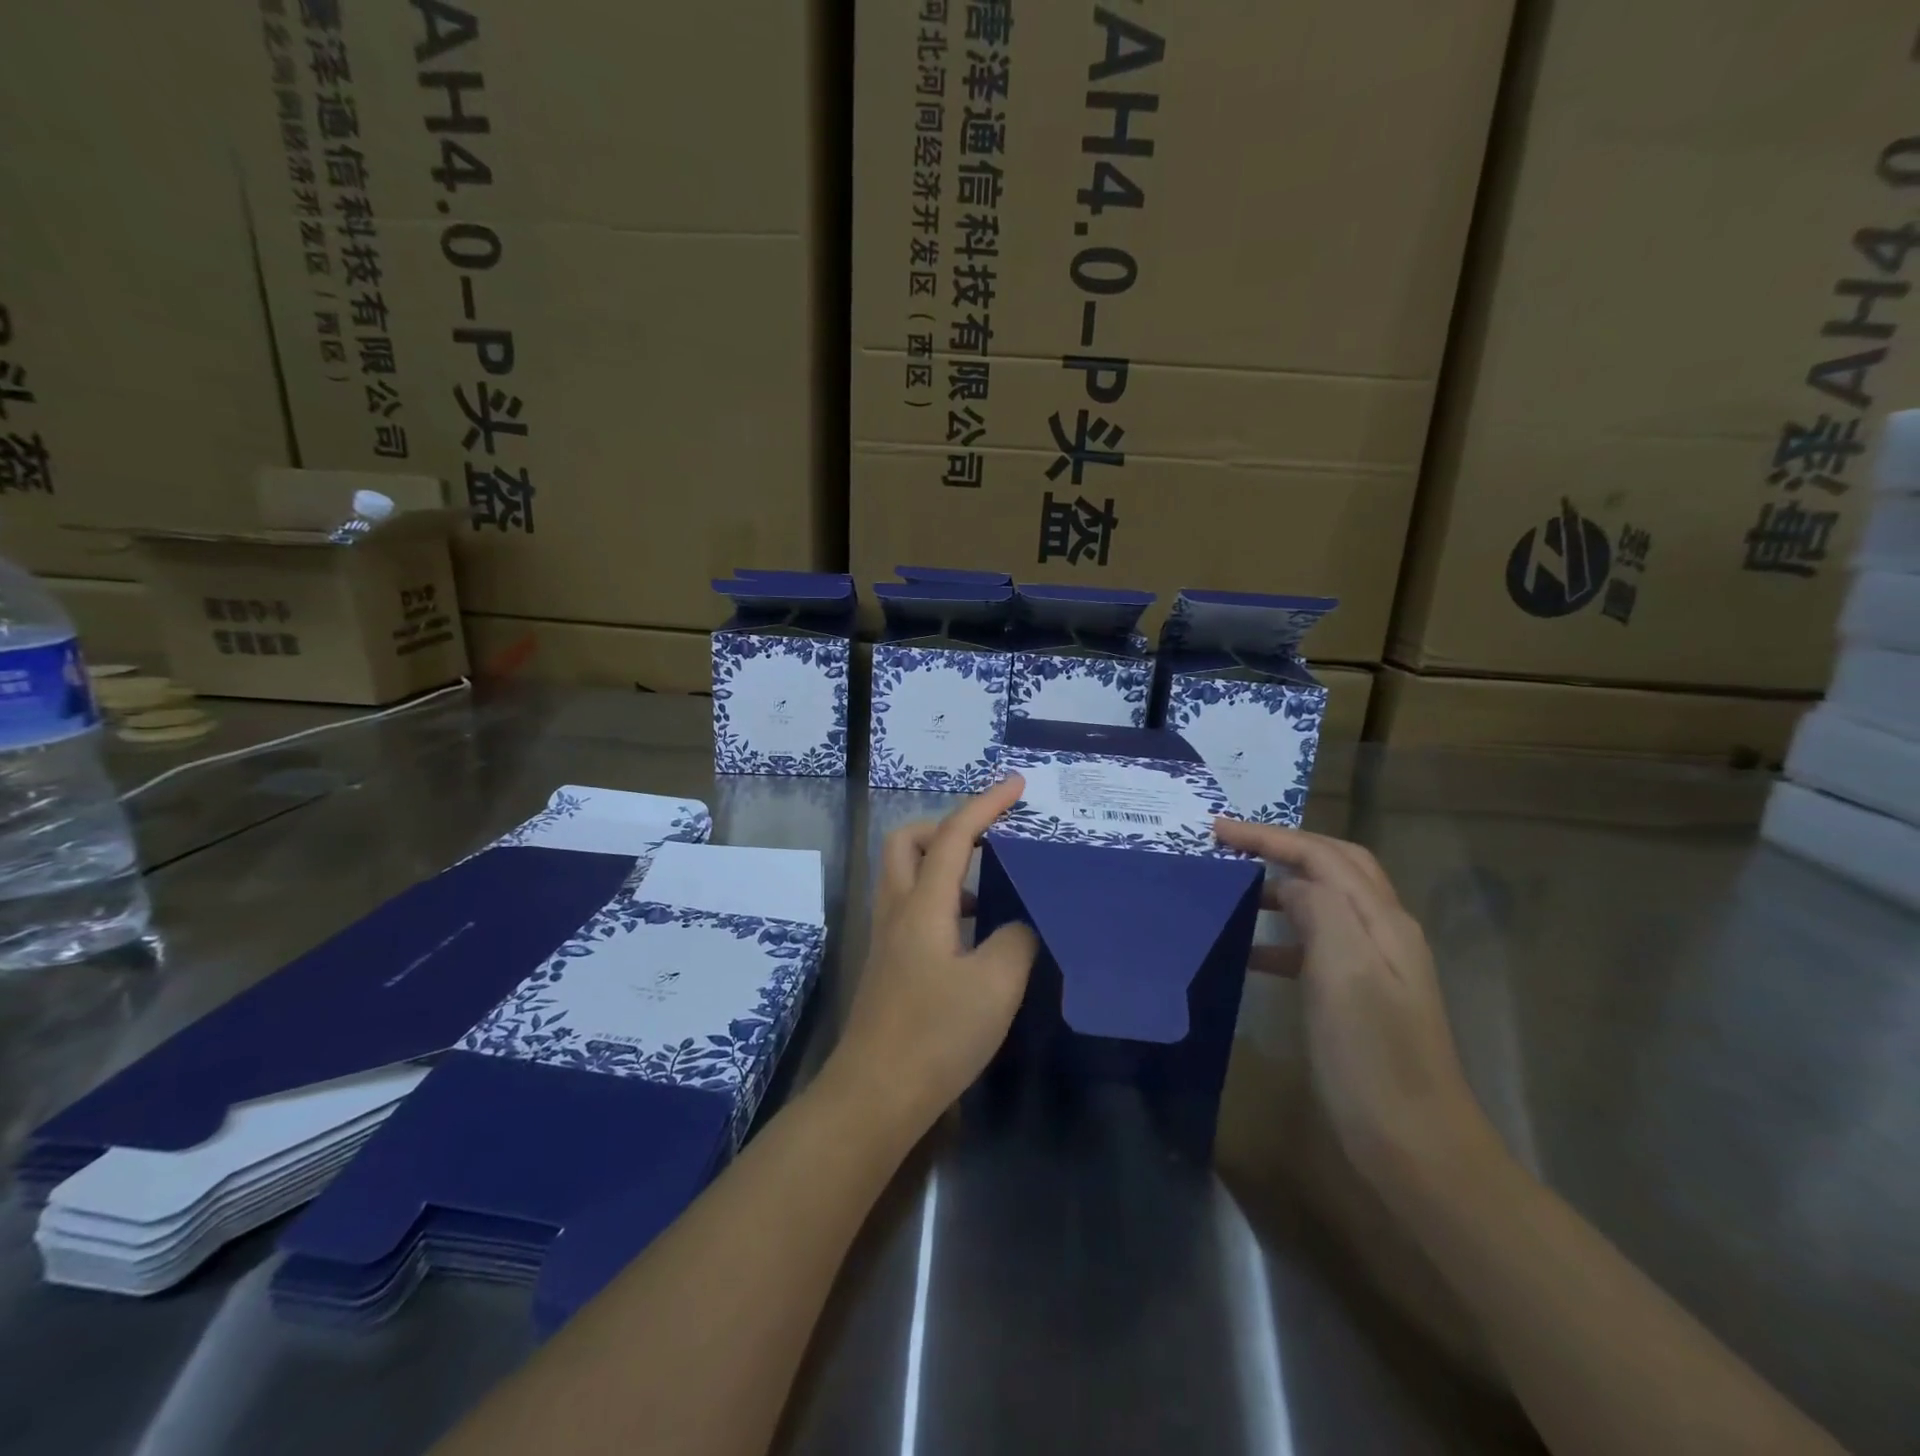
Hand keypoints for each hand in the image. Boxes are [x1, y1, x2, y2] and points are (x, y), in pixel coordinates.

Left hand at [828, 776, 1039, 1132]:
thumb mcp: (996, 985)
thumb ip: (1017, 939)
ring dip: (943, 862)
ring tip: (988, 882)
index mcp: (922, 904)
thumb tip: (1018, 923)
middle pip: (908, 841)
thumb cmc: (936, 1035)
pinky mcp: (888, 962)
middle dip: (947, 825)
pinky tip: (972, 931)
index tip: (1016, 785)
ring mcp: (887, 937)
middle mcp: (897, 909)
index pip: (954, 835)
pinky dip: (940, 897)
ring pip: (906, 874)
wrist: (875, 1094)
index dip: (985, 804)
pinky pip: (912, 906)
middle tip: (988, 837)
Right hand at [1214, 820, 1503, 1201]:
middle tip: (1232, 843)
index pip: (1323, 855)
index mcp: (1382, 921)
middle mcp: (1385, 932)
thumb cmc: (1372, 1057)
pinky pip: (1317, 945)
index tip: (1218, 829)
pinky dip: (1283, 935)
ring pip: (1327, 902)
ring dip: (1283, 886)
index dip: (1271, 836)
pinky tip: (1251, 956)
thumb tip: (1293, 884)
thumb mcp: (1344, 974)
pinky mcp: (1361, 996)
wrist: (1417, 1145)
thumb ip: (1321, 911)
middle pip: (1335, 866)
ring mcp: (1377, 966)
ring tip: (1236, 889)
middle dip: (1284, 846)